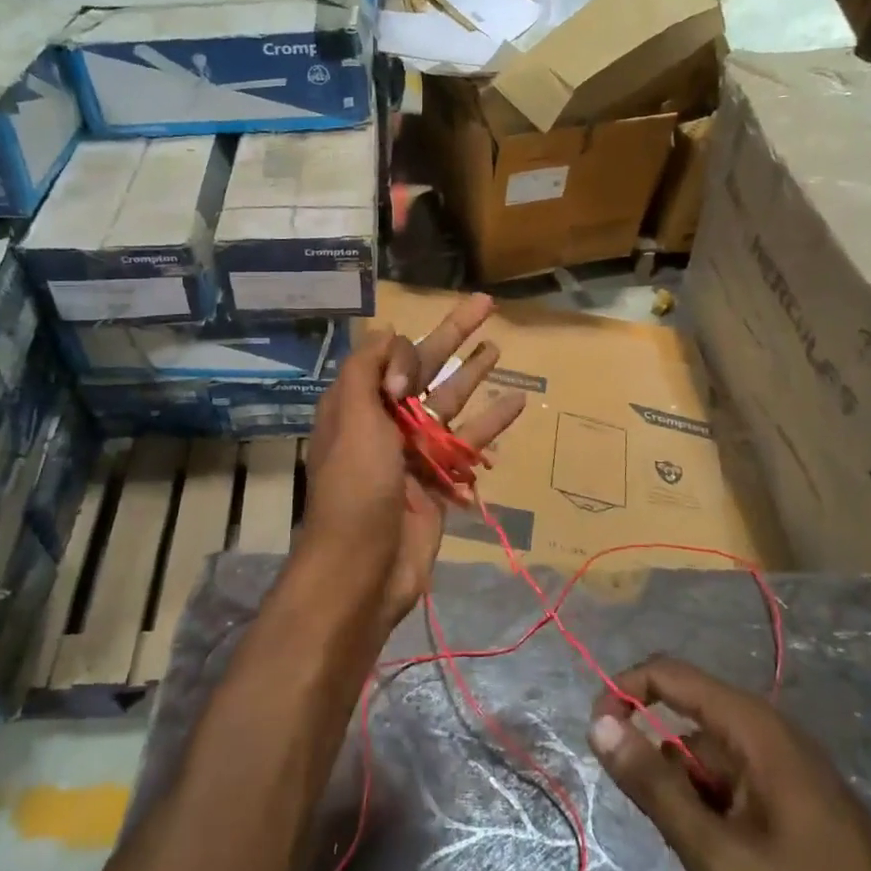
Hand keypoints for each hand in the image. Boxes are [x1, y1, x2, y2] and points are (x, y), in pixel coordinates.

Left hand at [301, 294, 525, 631]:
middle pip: (424, 368)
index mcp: (358, 403)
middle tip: (486, 303)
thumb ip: (367, 368)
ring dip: (473, 374)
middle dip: (454, 335)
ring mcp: (415, 450)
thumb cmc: (355, 487)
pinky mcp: (439, 479)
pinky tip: (518, 401)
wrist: (363, 568)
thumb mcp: (352, 417)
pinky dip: (490, 423)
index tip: (402, 390)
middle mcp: (386, 420)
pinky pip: (468, 443)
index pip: (389, 356)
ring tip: (499, 346)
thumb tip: (387, 329)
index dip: (404, 356)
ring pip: (449, 402)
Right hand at [589, 659, 870, 870]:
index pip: (669, 673)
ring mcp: (791, 764)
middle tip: (682, 838)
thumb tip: (598, 722)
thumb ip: (654, 786)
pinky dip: (722, 815)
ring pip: (711, 761)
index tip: (598, 736)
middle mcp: (771, 731)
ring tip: (721, 867)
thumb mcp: (717, 856)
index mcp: (753, 727)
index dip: (623, 691)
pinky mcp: (802, 796)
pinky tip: (745, 870)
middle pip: (690, 723)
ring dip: (696, 802)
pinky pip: (738, 784)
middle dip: (668, 773)